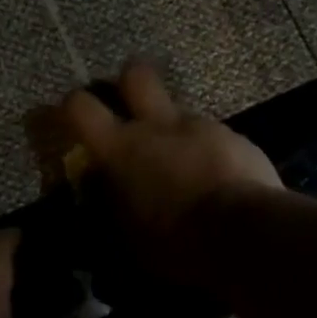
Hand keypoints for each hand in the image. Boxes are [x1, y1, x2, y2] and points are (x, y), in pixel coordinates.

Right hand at [61, 62, 281, 285]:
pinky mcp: (237, 138)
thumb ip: (116, 204)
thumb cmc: (176, 242)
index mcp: (120, 149)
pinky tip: (218, 178)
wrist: (245, 234)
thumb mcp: (129, 236)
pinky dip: (211, 152)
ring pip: (180, 111)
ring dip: (176, 130)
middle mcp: (157, 126)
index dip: (71, 106)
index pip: (79, 106)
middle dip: (128, 83)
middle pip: (135, 74)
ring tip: (183, 163)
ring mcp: (200, 127)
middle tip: (129, 104)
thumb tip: (110, 194)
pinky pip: (215, 136)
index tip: (72, 117)